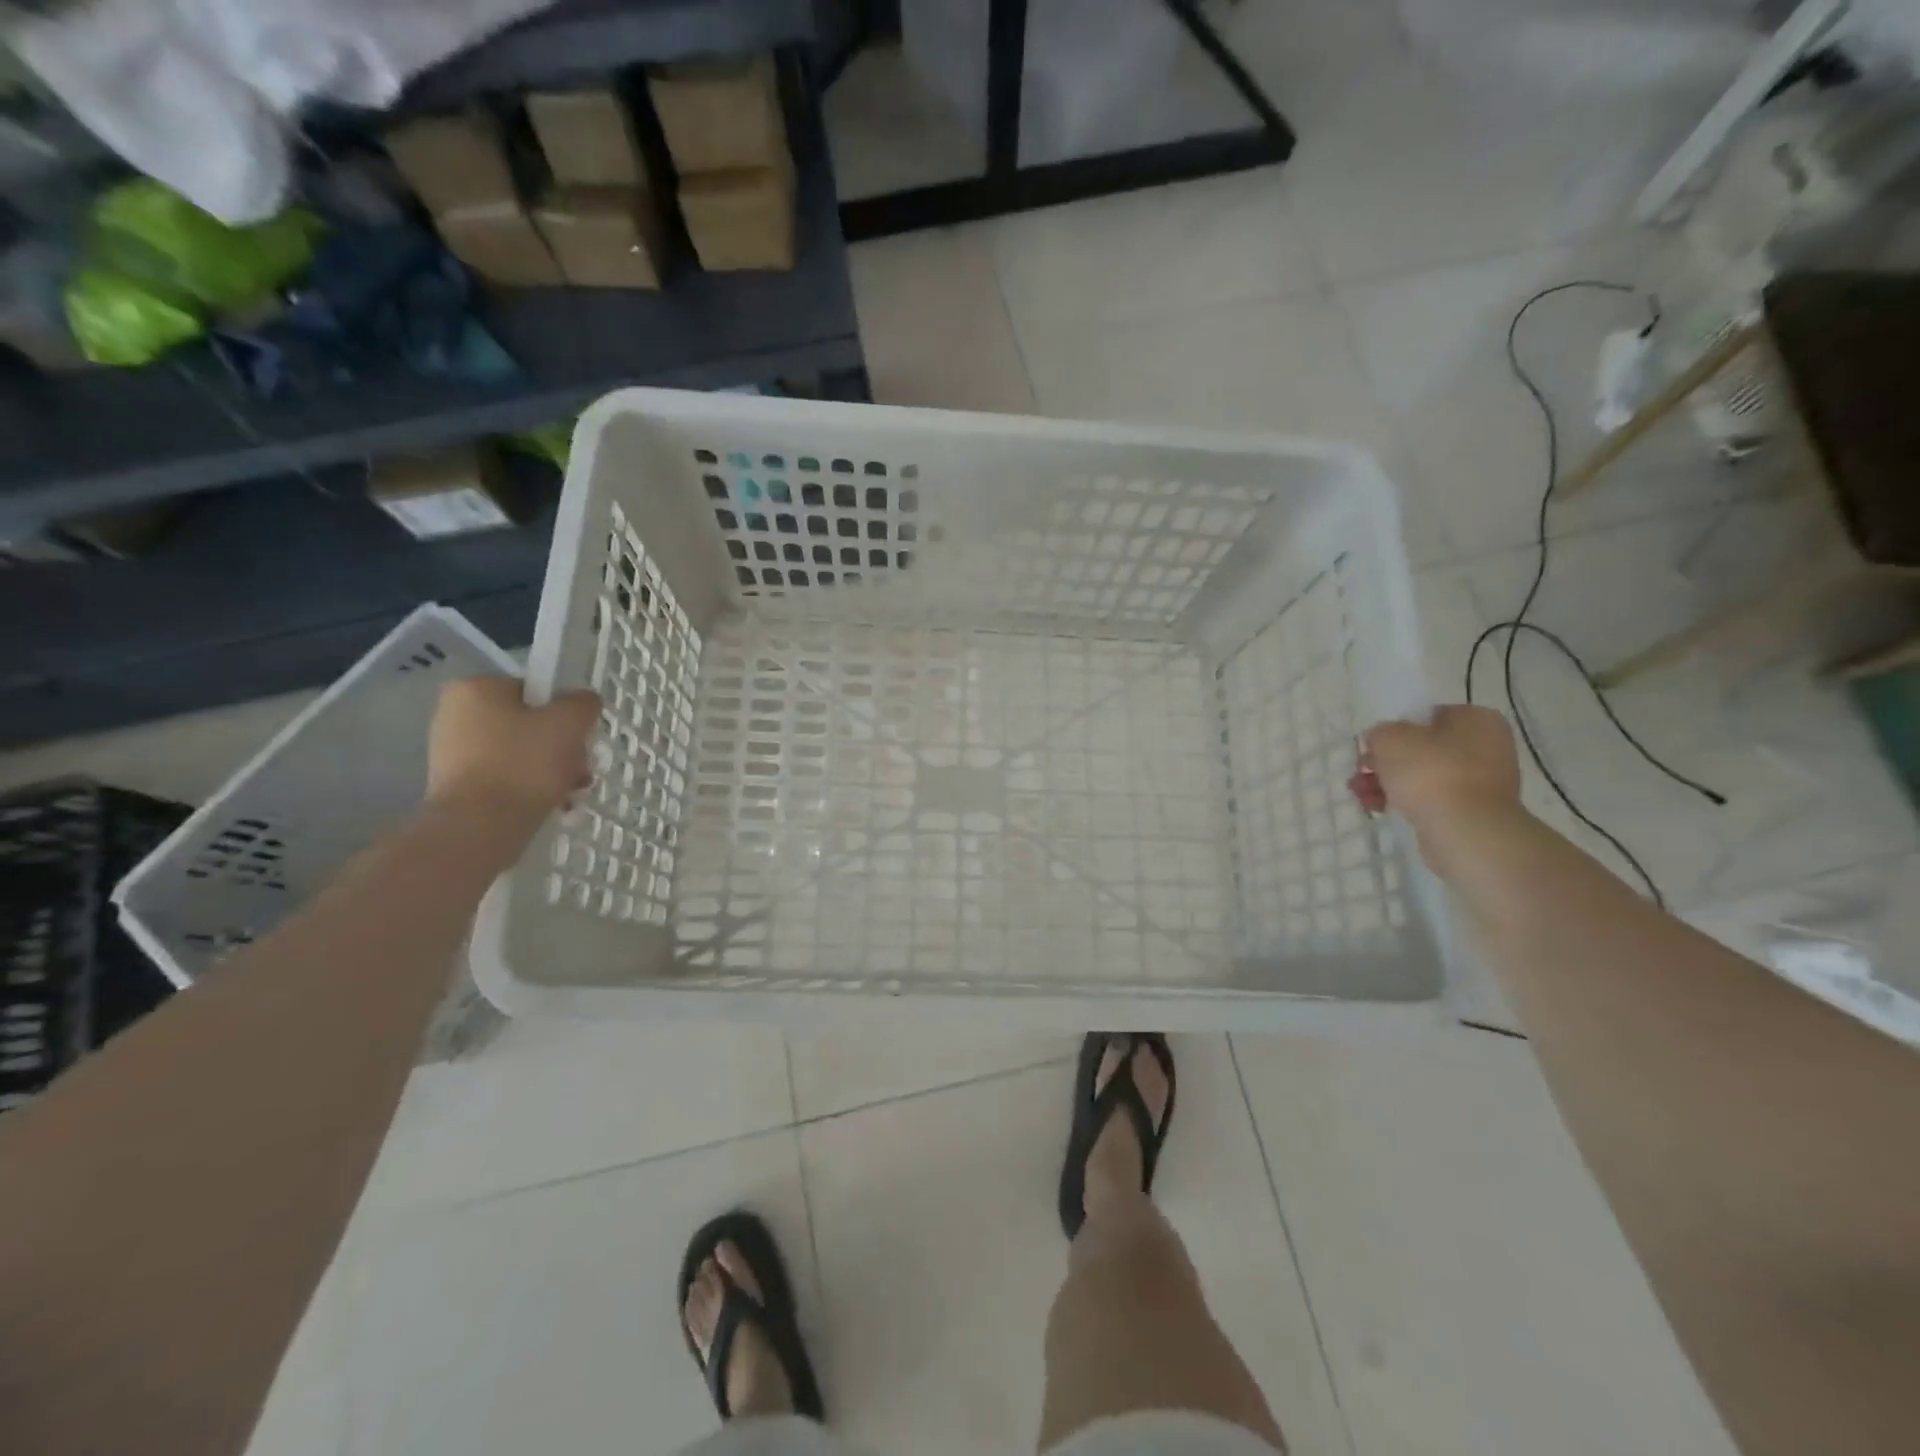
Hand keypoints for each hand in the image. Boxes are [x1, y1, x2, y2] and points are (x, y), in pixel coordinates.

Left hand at [427, 678, 600, 823]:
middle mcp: (454, 714)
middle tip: (579, 769)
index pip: (534, 691)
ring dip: (550, 769)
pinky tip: (550, 805)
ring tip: (570, 792)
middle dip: (560, 747)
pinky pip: (504, 777)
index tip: (579, 738)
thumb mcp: (570, 722)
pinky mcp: (455, 785)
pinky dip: (528, 787)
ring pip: (520, 753)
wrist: (480, 826)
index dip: (563, 713)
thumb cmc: (524, 763)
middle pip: (529, 724)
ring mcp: (451, 752)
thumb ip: (583, 703)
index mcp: (475, 688)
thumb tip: (582, 703)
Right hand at [1349, 705, 1522, 867]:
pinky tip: (1378, 808)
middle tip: (1361, 771)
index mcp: (1477, 719)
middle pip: (1422, 748)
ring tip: (1361, 794)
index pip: (1427, 716)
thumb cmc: (1430, 773)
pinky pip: (1431, 799)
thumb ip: (1379, 732)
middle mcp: (1487, 746)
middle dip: (1385, 762)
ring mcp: (1483, 782)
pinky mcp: (1472, 811)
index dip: (1394, 729)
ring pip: (1423, 776)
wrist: (1464, 831)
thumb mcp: (1389, 738)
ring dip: (1388, 783)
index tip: (1372, 746)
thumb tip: (1380, 742)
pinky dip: (1405, 802)